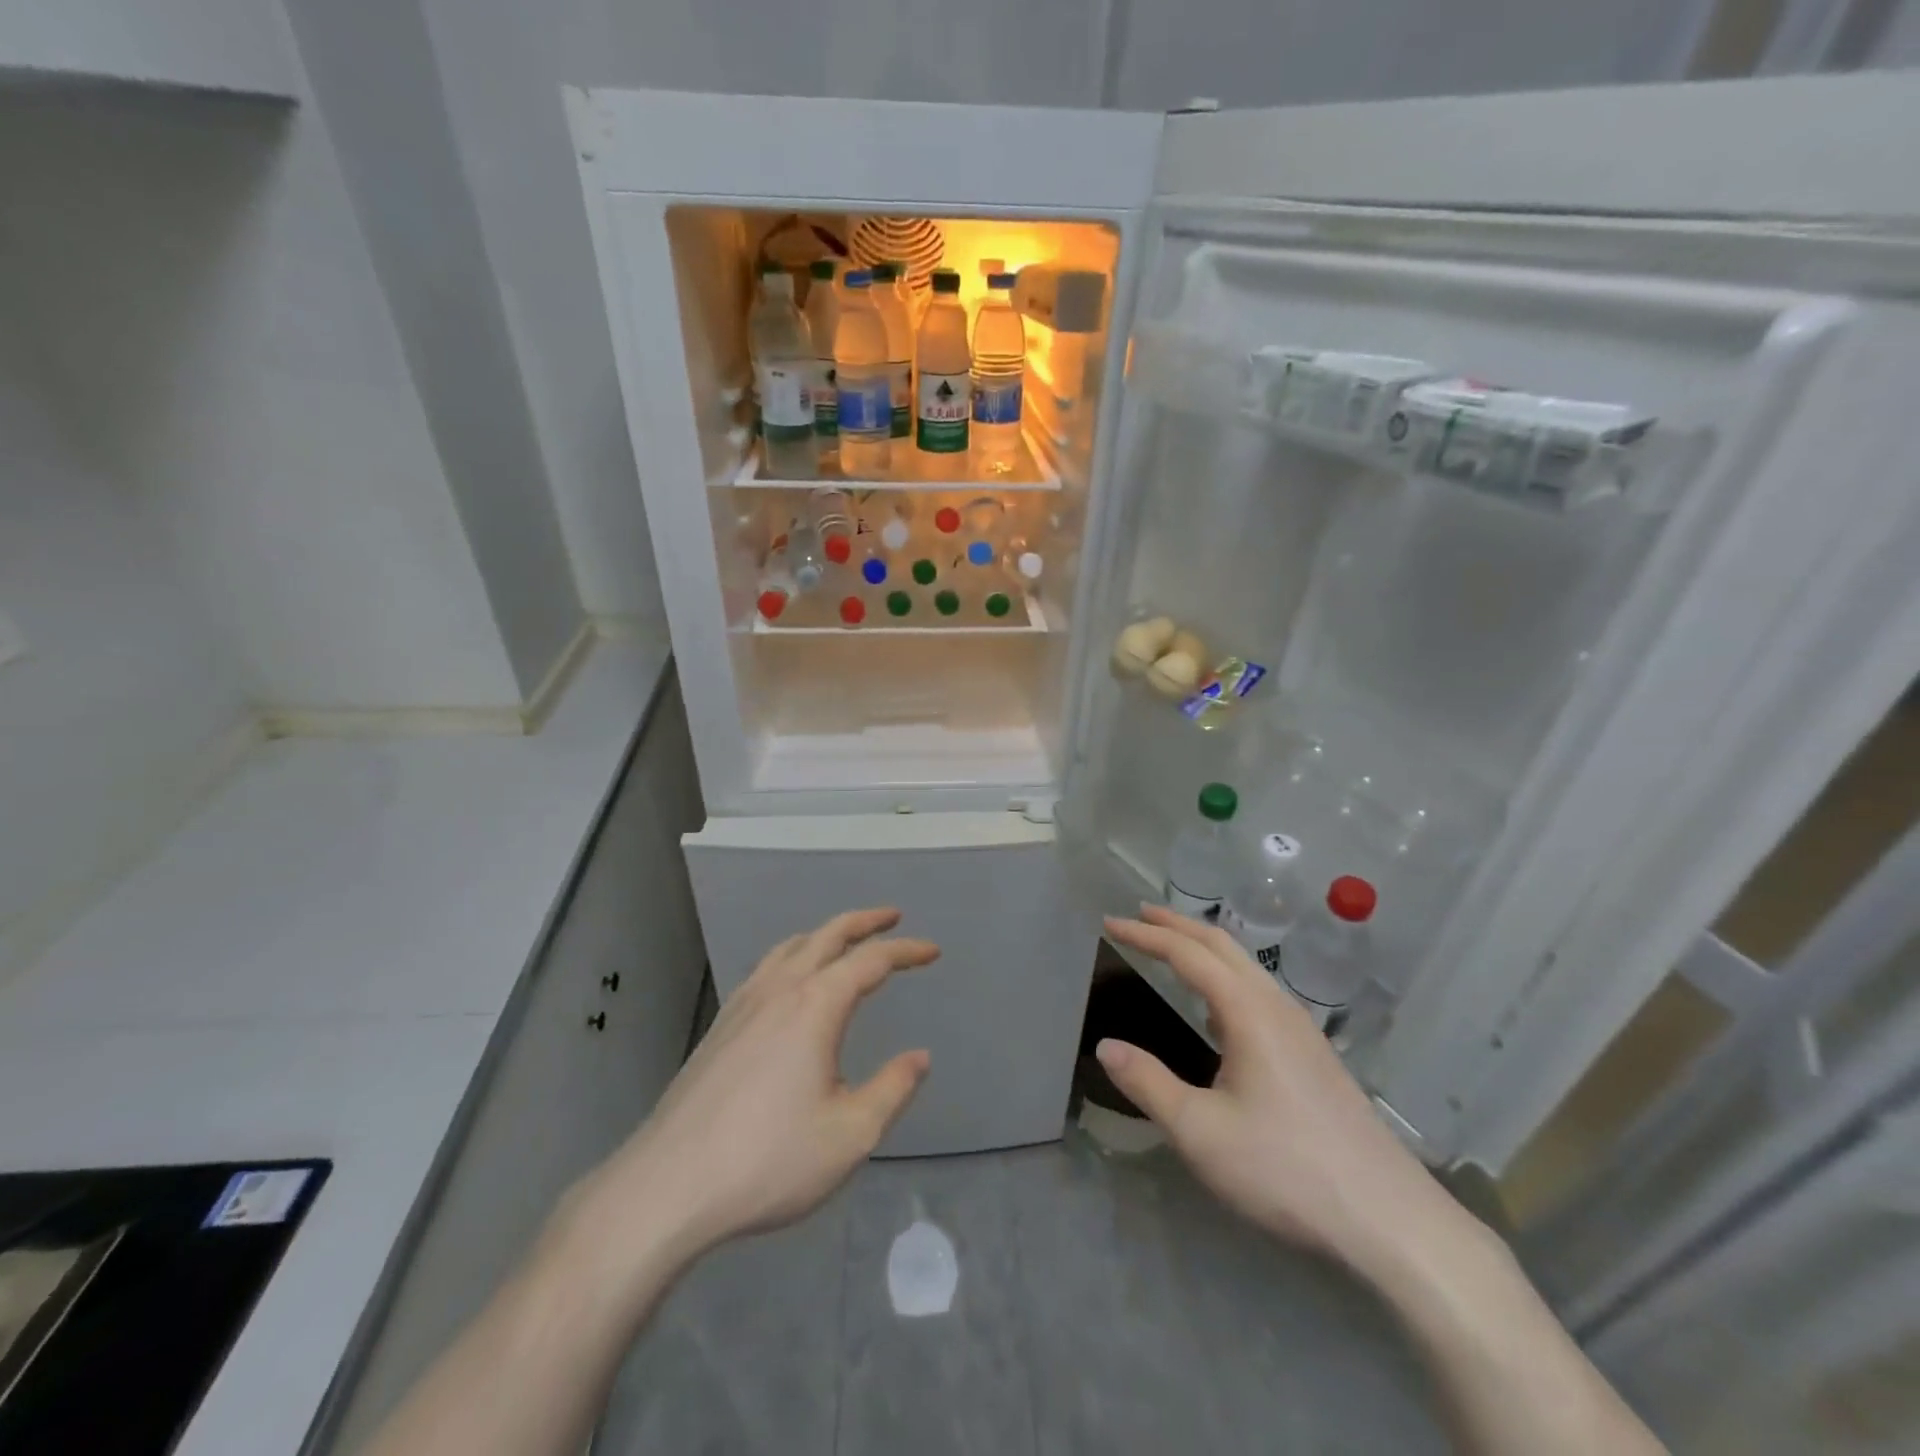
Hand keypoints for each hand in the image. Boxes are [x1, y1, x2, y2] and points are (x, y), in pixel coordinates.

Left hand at [571, 908, 936, 1271]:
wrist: (668, 1186)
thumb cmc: (768, 1161)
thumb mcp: (850, 1134)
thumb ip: (892, 1089)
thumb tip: (919, 1058)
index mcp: (816, 1006)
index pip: (871, 960)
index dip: (906, 951)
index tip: (932, 952)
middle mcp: (780, 989)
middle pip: (827, 935)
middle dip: (864, 921)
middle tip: (892, 916)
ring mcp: (743, 1004)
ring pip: (791, 946)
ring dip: (825, 934)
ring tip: (845, 941)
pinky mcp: (720, 1026)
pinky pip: (765, 968)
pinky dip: (793, 955)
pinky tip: (791, 982)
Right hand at [1098, 905, 1451, 1274]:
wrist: (1388, 1218)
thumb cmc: (1285, 1169)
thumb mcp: (1201, 1133)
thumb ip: (1148, 1084)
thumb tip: (1105, 1047)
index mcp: (1247, 1012)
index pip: (1187, 954)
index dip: (1146, 934)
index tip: (1109, 922)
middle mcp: (1275, 1007)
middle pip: (1221, 946)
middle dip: (1177, 925)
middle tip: (1139, 914)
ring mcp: (1301, 1029)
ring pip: (1245, 967)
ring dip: (1203, 948)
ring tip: (1171, 948)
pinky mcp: (1313, 1054)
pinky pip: (1258, 991)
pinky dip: (1224, 974)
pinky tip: (1217, 1008)